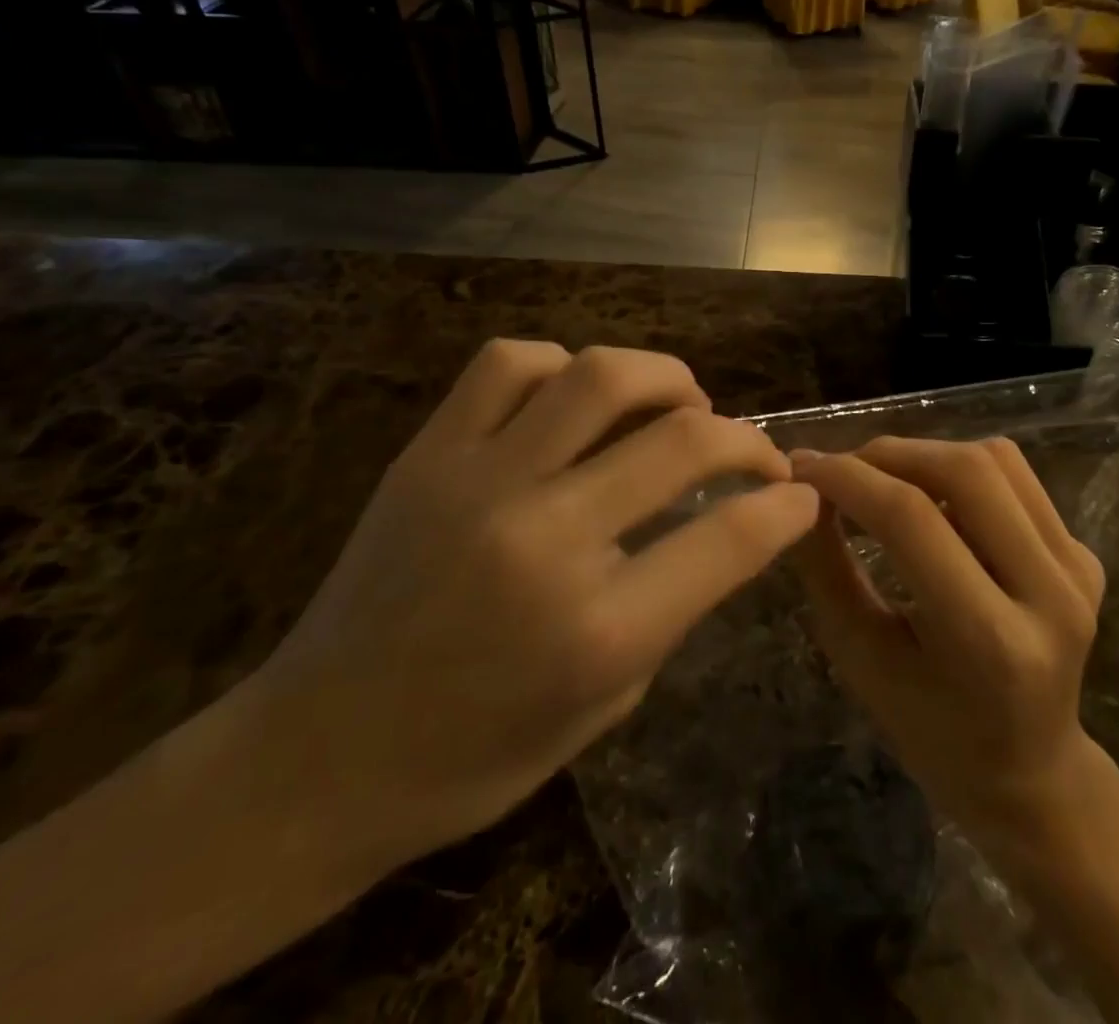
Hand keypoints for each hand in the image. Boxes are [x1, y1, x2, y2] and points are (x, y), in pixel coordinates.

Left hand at [253, 340, 818, 868]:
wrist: (318, 753)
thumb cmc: (473, 755)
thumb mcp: (605, 704)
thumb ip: (672, 604)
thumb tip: (726, 520)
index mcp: (597, 630)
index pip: (730, 538)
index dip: (783, 508)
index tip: (799, 495)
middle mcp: (544, 538)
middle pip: (681, 441)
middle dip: (743, 438)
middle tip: (751, 450)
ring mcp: (478, 482)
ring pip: (598, 376)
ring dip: (664, 377)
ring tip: (679, 400)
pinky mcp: (427, 454)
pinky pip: (508, 364)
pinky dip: (562, 365)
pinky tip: (575, 396)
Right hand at [788, 437, 1106, 856]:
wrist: (1030, 770)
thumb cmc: (931, 731)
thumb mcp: (861, 659)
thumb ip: (826, 568)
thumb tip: (801, 490)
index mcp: (991, 641)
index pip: (912, 520)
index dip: (848, 479)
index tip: (801, 466)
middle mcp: (1051, 594)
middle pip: (965, 471)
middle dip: (888, 454)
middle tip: (841, 468)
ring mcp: (1078, 569)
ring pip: (994, 459)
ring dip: (924, 454)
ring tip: (882, 481)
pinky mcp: (1088, 554)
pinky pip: (1015, 476)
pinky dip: (960, 469)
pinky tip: (932, 500)